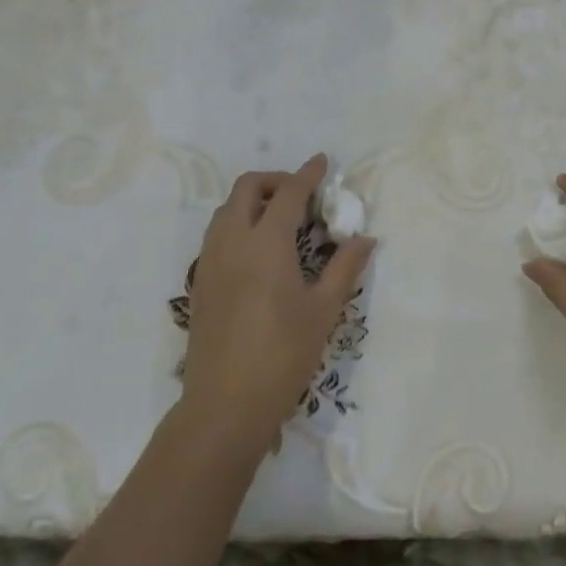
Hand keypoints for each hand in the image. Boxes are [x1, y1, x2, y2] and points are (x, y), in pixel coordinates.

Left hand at [177, 154, 374, 457]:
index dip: (307, 174)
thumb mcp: (323, 310)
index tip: (322, 162)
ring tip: (281, 220)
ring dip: (253, 201)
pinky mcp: (200, 281)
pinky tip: (258, 251)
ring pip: (227, 210)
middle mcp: (232, 241)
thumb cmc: (283, 354)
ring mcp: (210, 260)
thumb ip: (344, 267)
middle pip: (247, 188)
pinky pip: (217, 234)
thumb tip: (364, 238)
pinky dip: (238, 224)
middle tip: (302, 195)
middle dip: (275, 180)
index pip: (288, 193)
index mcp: (266, 242)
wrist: (225, 403)